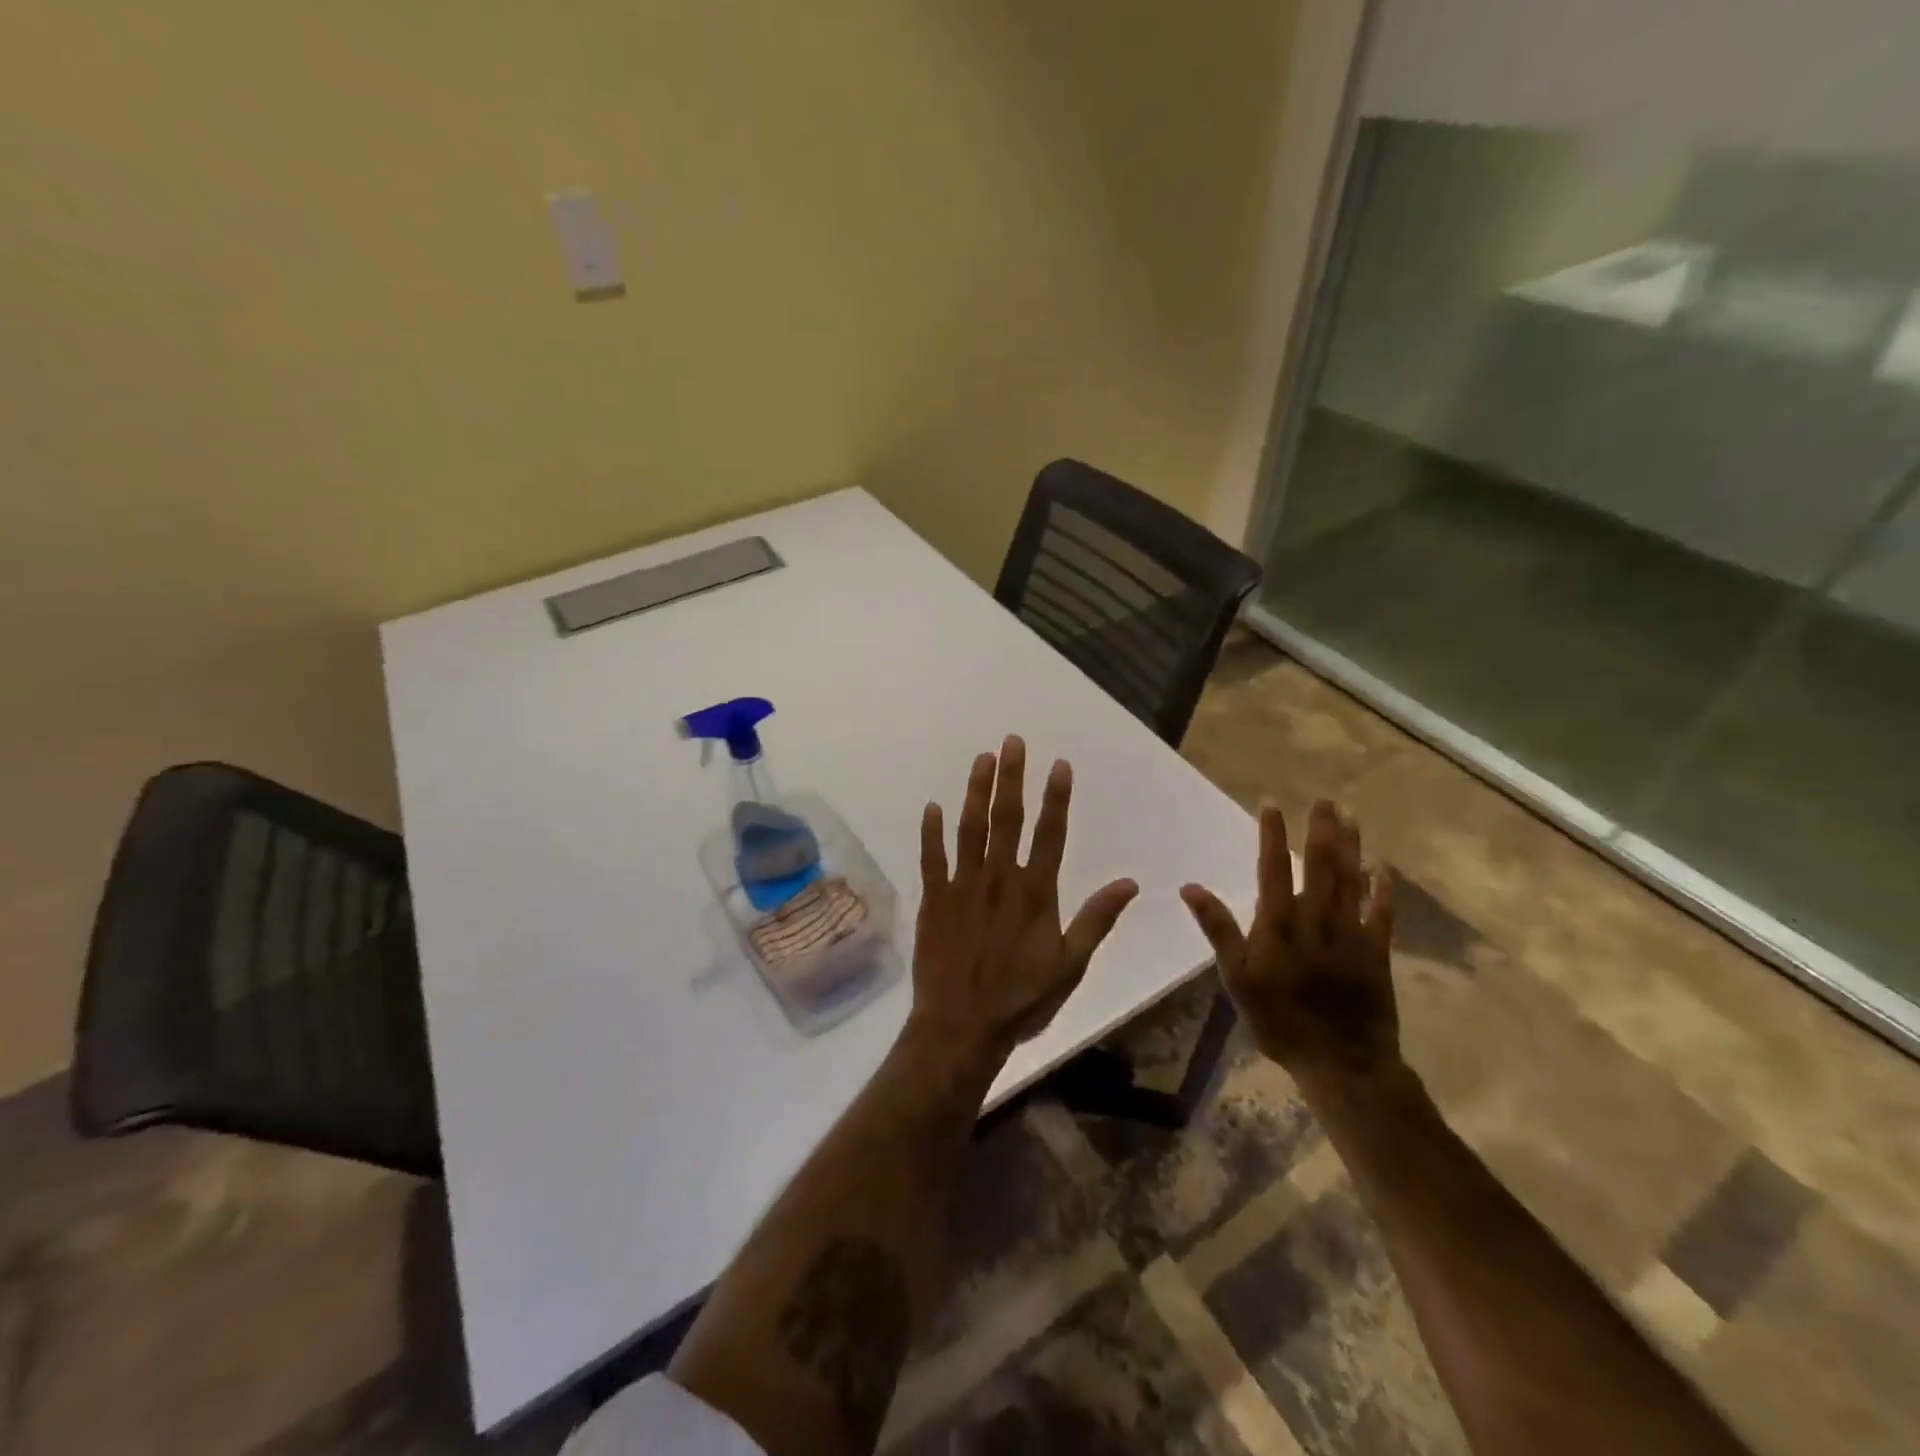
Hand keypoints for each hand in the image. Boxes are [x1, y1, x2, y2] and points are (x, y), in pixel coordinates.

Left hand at [912, 736, 1138, 1055]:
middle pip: (1006, 819)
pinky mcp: (934, 899)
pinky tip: (932, 806)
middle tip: (1012, 741)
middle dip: (1012, 777)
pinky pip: (931, 858)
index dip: (1055, 797)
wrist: (962, 1026)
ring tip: (982, 759)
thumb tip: (1130, 883)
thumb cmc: (1022, 999)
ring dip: (976, 792)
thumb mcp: (1071, 965)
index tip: (1058, 764)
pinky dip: (931, 832)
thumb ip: (1096, 920)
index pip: (1050, 834)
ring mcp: (962, 886)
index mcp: (1035, 893)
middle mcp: (999, 878)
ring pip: (969, 828)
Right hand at [1180, 800, 1399, 1092]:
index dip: (1272, 834)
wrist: (1341, 1063)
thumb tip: (1191, 888)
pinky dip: (1384, 889)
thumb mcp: (1237, 978)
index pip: (1273, 868)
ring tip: (1350, 816)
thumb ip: (1218, 929)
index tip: (1271, 804)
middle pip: (1320, 866)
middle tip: (1324, 799)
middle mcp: (1316, 919)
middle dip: (1321, 830)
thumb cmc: (1279, 1020)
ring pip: (1351, 881)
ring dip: (1351, 847)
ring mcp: (1350, 934)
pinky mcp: (1376, 952)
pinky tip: (1385, 867)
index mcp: (1279, 924)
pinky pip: (1381, 914)